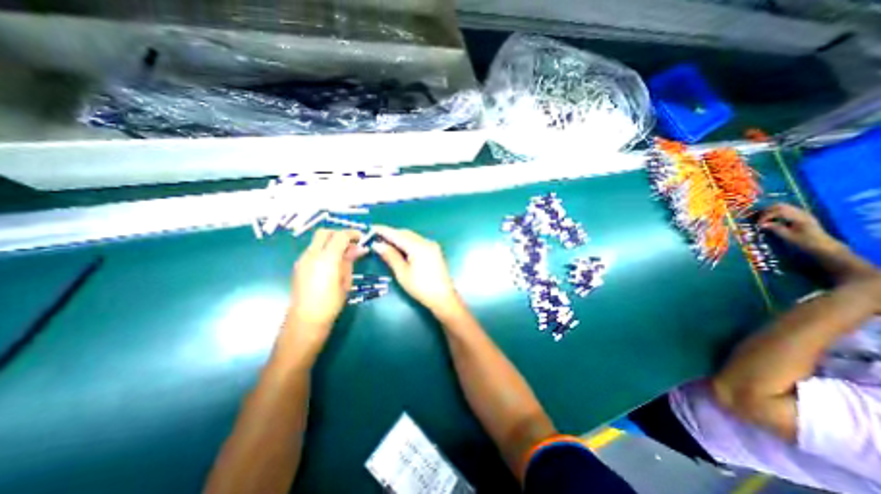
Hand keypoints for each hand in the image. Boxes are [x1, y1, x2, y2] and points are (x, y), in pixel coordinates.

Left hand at [285, 229, 362, 345]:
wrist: (306, 320)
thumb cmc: (331, 302)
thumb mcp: (346, 280)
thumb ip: (350, 260)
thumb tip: (360, 248)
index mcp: (327, 258)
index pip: (340, 236)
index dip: (353, 233)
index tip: (362, 238)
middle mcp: (312, 254)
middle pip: (325, 232)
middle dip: (340, 233)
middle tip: (352, 242)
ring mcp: (303, 259)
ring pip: (317, 240)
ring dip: (331, 241)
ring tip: (344, 253)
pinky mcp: (299, 265)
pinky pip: (313, 249)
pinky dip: (324, 248)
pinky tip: (333, 261)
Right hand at [371, 226, 466, 317]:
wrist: (443, 297)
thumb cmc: (421, 288)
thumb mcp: (402, 273)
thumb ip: (390, 256)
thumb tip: (378, 245)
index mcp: (418, 246)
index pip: (397, 234)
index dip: (383, 231)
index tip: (371, 228)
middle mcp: (426, 242)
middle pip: (405, 233)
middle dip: (391, 234)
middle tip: (376, 238)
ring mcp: (432, 245)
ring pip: (412, 237)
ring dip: (399, 238)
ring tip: (385, 243)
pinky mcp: (434, 250)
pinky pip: (418, 242)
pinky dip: (407, 243)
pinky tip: (400, 248)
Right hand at [757, 202, 837, 252]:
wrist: (823, 245)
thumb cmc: (805, 242)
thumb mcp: (788, 236)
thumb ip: (775, 228)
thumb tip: (761, 224)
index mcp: (800, 218)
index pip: (779, 211)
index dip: (766, 216)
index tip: (758, 224)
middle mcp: (802, 213)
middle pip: (781, 206)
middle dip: (767, 211)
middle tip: (759, 219)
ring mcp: (803, 214)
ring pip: (784, 206)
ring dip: (772, 211)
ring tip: (764, 218)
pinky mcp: (802, 216)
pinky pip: (787, 210)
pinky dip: (777, 212)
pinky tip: (774, 219)